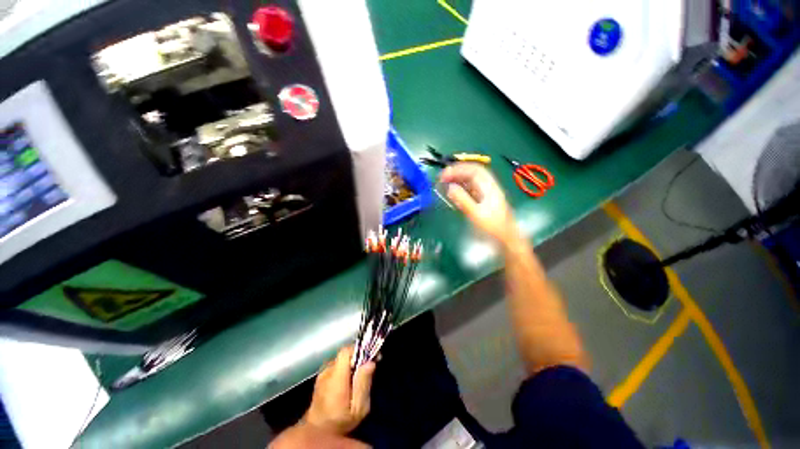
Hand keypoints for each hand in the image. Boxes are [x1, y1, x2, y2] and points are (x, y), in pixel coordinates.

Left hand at [303, 346, 375, 434]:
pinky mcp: (320, 378)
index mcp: (336, 377)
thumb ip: (363, 384)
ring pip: (340, 360)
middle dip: (356, 359)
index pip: (346, 351)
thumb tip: (370, 363)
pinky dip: (342, 371)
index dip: (358, 351)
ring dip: (349, 365)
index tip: (369, 358)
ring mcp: (322, 374)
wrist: (317, 433)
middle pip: (344, 355)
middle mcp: (327, 372)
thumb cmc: (340, 422)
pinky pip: (335, 367)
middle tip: (366, 370)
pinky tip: (346, 384)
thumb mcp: (358, 408)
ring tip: (356, 379)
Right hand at [440, 163, 519, 246]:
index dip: (458, 169)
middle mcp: (488, 187)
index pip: (473, 170)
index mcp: (489, 187)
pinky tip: (453, 191)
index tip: (444, 175)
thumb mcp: (476, 214)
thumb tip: (449, 187)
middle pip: (472, 173)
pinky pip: (470, 189)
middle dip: (456, 172)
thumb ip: (463, 199)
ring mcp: (486, 193)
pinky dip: (460, 187)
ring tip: (444, 183)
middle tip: (442, 178)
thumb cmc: (493, 228)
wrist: (506, 240)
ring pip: (470, 180)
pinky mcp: (482, 200)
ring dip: (457, 179)